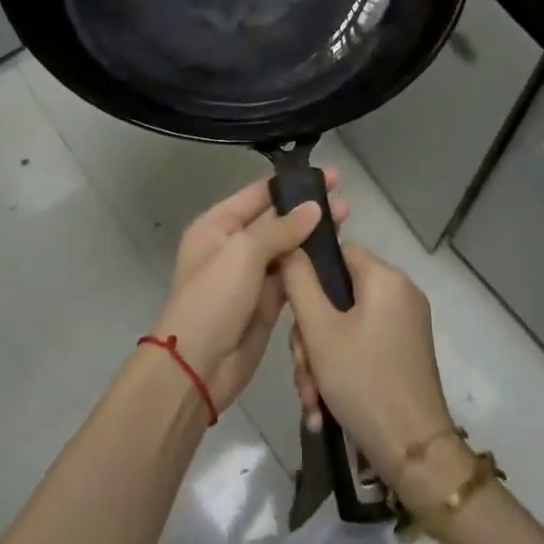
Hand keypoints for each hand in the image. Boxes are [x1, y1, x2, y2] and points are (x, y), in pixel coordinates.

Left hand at [153, 173, 347, 410]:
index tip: (329, 176)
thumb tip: (314, 208)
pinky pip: (291, 276)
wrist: (197, 367)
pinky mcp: (266, 302)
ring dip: (313, 237)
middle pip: (276, 219)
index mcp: (217, 225)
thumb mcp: (243, 253)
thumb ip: (281, 228)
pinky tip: (336, 257)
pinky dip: (310, 266)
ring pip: (287, 247)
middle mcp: (233, 245)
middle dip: (307, 210)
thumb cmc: (214, 298)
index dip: (292, 183)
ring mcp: (250, 275)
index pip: (258, 194)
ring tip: (346, 222)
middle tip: (345, 201)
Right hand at [280, 244, 459, 491]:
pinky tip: (323, 406)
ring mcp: (406, 324)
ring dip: (321, 358)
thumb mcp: (319, 330)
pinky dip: (341, 367)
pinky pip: (363, 344)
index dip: (308, 276)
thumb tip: (291, 246)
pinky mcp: (406, 353)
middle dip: (311, 335)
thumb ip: (299, 281)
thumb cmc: (363, 382)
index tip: (291, 312)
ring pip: (346, 325)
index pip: (337, 253)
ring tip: (311, 398)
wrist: (415, 454)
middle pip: (338, 295)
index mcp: (385, 277)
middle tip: (301, 369)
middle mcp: (400, 293)